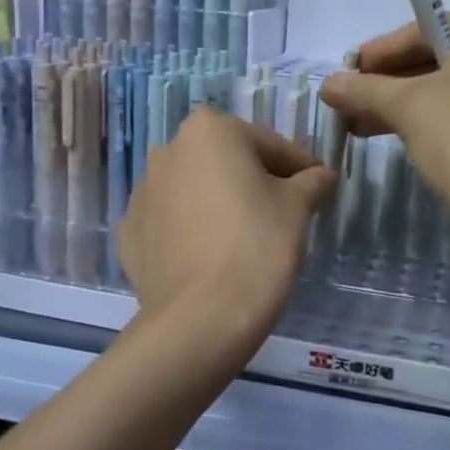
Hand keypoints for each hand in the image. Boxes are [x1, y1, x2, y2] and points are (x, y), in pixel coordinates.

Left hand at [118, 109, 334, 343]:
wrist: (201, 318)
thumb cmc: (257, 247)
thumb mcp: (297, 208)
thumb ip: (311, 181)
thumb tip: (320, 176)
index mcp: (209, 130)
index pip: (270, 145)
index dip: (300, 168)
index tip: (319, 189)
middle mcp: (168, 151)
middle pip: (227, 163)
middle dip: (255, 182)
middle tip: (285, 214)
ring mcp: (142, 193)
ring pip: (196, 191)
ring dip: (220, 204)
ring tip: (246, 240)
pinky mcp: (129, 233)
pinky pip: (172, 223)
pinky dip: (192, 232)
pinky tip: (212, 258)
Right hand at [318, 3, 449, 233]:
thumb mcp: (409, 107)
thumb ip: (366, 89)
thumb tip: (327, 85)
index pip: (429, 29)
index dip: (381, 53)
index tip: (347, 71)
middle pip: (446, 58)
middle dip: (394, 83)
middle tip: (352, 100)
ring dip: (412, 105)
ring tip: (362, 124)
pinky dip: (444, 118)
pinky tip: (403, 134)